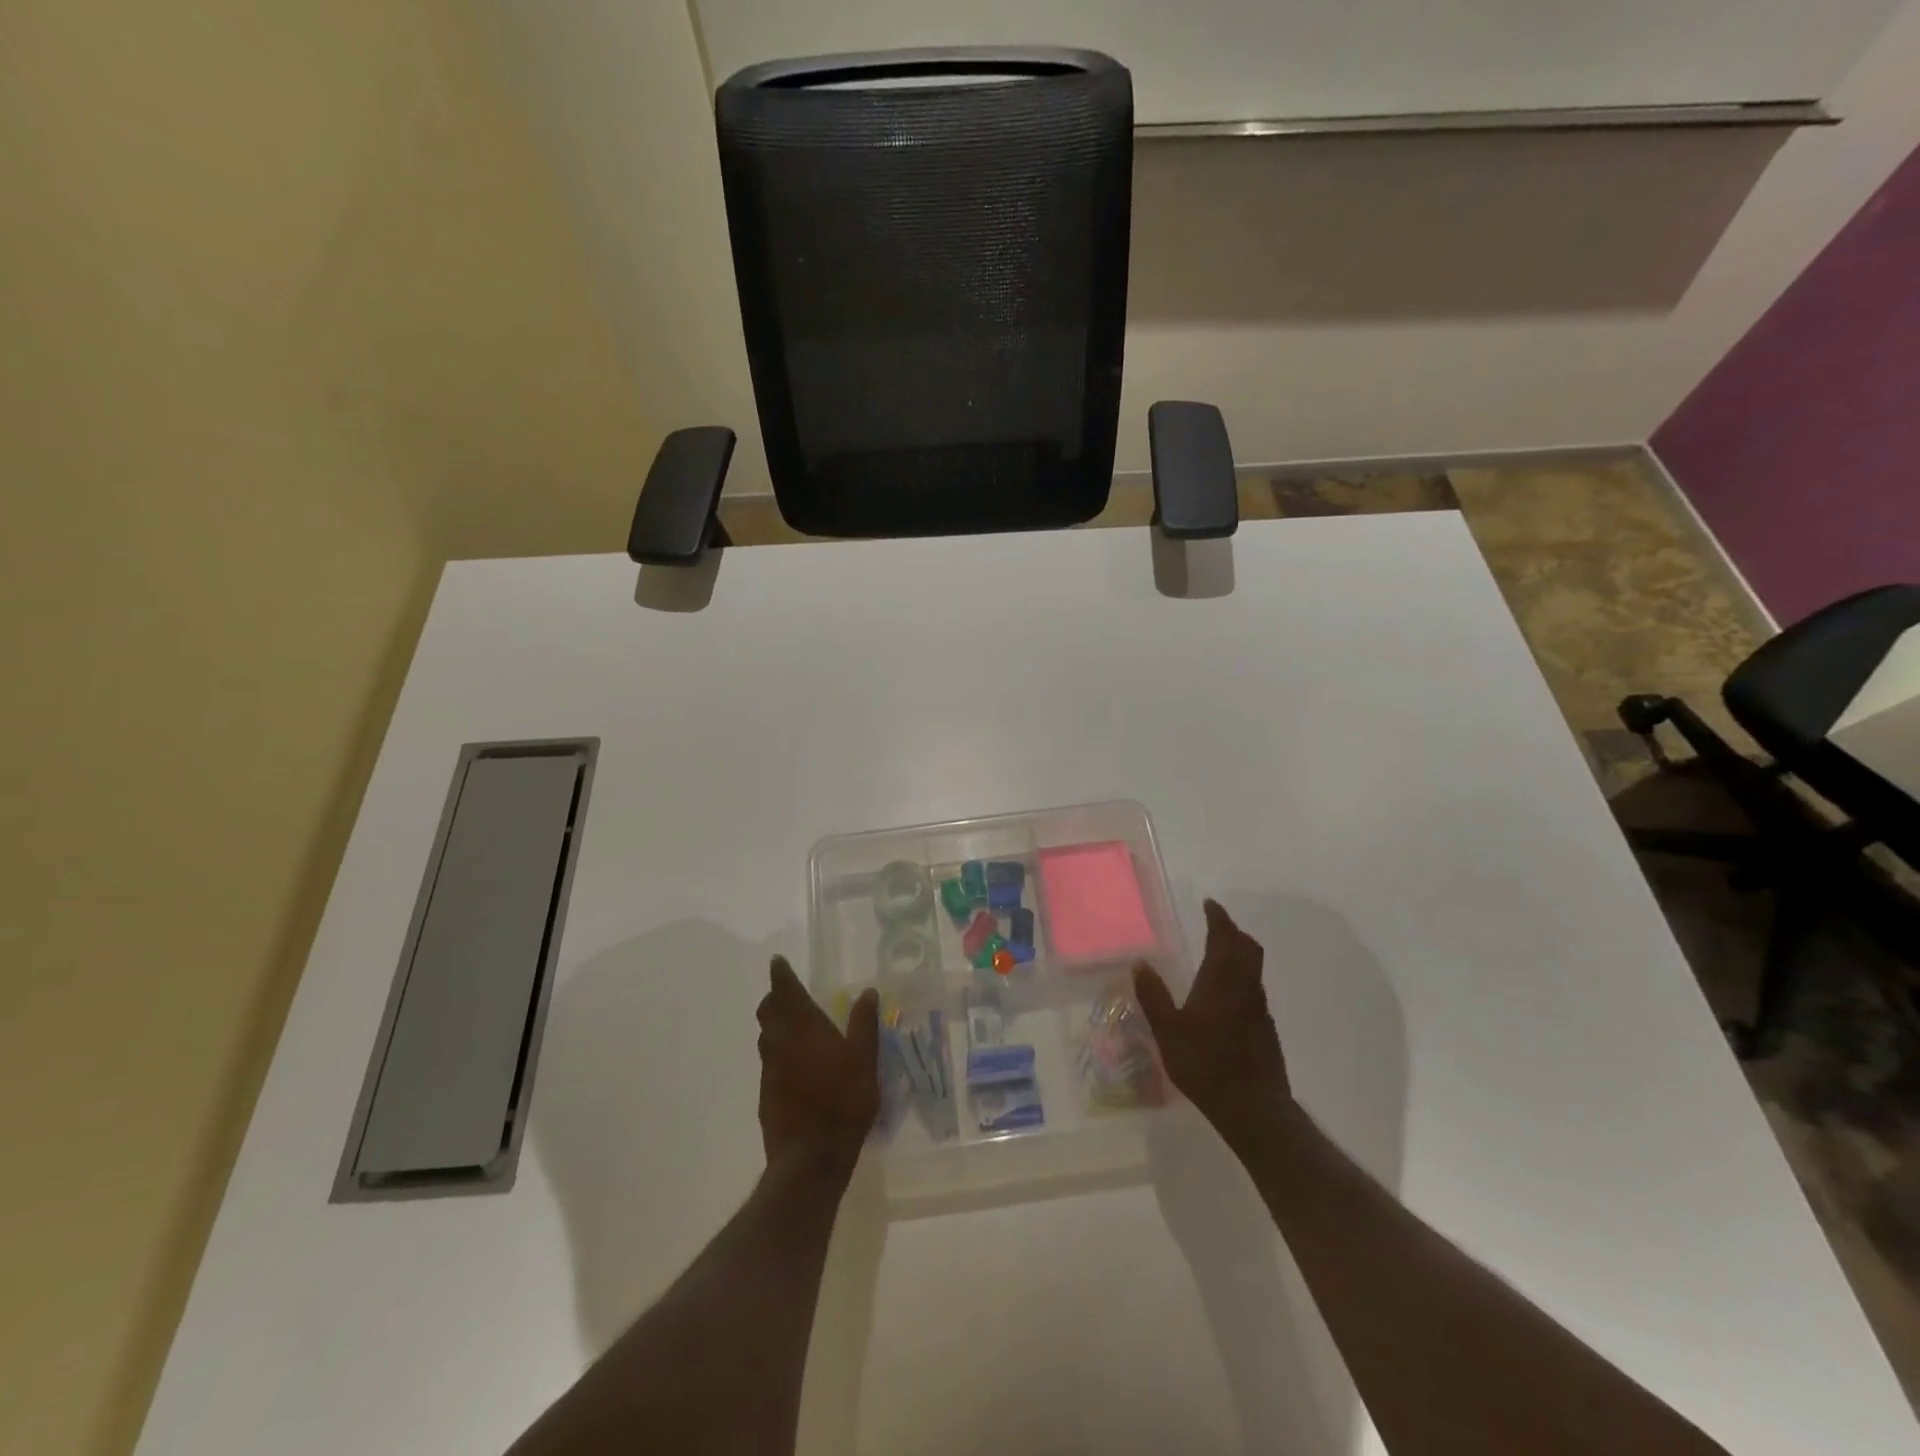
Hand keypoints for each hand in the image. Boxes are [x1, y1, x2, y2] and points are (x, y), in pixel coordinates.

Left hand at [756, 957, 879, 1176]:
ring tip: (792, 1027)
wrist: (809, 1158)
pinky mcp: (766, 1095)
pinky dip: (778, 1054)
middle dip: (774, 998)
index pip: (785, 990)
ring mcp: (769, 1070)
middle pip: (768, 1011)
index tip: (778, 962)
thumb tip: (868, 991)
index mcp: (804, 1027)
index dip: (780, 974)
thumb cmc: (843, 1102)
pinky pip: (769, 1064)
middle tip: (787, 993)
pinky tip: (795, 1067)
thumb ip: (864, 1023)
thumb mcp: (865, 1059)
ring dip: (774, 1026)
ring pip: (766, 1037)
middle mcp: (780, 1042)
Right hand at [1134, 900, 1290, 1148]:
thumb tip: (1140, 963)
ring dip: (1238, 955)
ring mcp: (1259, 1010)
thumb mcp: (1167, 1030)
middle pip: (1247, 949)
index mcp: (1221, 981)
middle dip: (1233, 932)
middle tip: (1216, 925)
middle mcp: (1245, 988)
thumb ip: (1153, 995)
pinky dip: (1240, 981)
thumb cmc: (1205, 1064)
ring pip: (1252, 970)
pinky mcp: (1265, 1030)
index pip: (1225, 937)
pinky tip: (1225, 998)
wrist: (1253, 1107)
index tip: (1210, 905)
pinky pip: (1253, 991)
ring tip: (1218, 957)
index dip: (1219, 918)